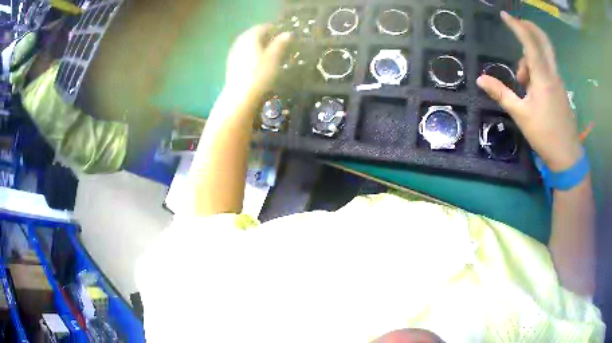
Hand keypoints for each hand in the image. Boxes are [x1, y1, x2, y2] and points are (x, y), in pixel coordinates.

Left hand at [224, 25, 291, 100]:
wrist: (240, 96)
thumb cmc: (259, 75)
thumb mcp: (274, 58)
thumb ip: (280, 44)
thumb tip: (287, 33)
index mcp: (250, 37)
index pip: (262, 27)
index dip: (273, 28)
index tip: (283, 32)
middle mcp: (240, 42)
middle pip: (252, 34)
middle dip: (264, 35)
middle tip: (276, 41)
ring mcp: (233, 53)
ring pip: (247, 43)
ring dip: (257, 44)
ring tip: (268, 50)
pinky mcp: (231, 64)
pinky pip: (243, 52)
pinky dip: (251, 52)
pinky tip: (257, 60)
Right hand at [477, 12, 581, 171]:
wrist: (568, 156)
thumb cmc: (545, 135)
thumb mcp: (521, 115)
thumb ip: (501, 94)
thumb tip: (480, 79)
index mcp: (543, 77)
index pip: (530, 42)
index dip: (517, 26)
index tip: (505, 15)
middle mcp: (553, 74)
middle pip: (544, 41)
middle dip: (530, 28)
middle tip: (517, 23)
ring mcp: (558, 82)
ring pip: (545, 57)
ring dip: (531, 57)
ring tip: (521, 80)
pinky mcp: (560, 90)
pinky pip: (548, 69)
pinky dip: (538, 68)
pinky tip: (531, 86)